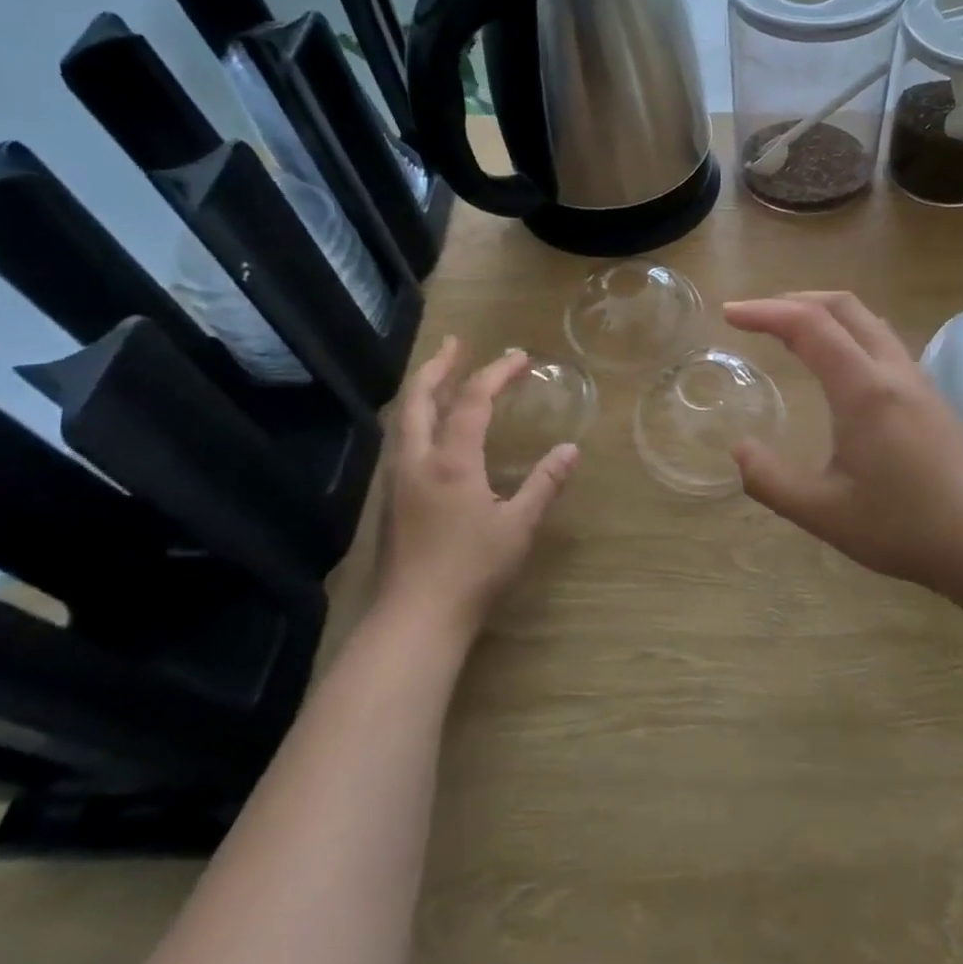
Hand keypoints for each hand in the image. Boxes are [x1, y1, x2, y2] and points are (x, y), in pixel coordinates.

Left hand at [375, 339, 578, 641]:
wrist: (414, 619)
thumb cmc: (472, 571)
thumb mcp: (518, 527)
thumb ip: (544, 484)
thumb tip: (570, 450)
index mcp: (452, 461)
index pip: (473, 400)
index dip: (496, 372)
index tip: (520, 356)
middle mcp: (418, 460)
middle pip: (419, 398)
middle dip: (438, 366)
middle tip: (456, 344)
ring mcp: (398, 480)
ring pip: (404, 419)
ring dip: (422, 390)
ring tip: (440, 376)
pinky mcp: (392, 500)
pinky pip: (401, 441)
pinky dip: (416, 418)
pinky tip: (428, 430)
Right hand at [724, 292, 962, 599]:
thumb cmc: (903, 525)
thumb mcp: (823, 512)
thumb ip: (770, 480)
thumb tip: (738, 450)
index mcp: (863, 389)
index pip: (808, 325)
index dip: (764, 312)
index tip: (730, 315)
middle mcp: (891, 370)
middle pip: (842, 305)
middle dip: (793, 299)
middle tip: (755, 317)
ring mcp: (915, 378)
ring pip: (866, 318)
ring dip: (823, 312)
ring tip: (789, 330)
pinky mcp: (928, 393)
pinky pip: (881, 339)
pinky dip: (846, 330)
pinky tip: (836, 362)